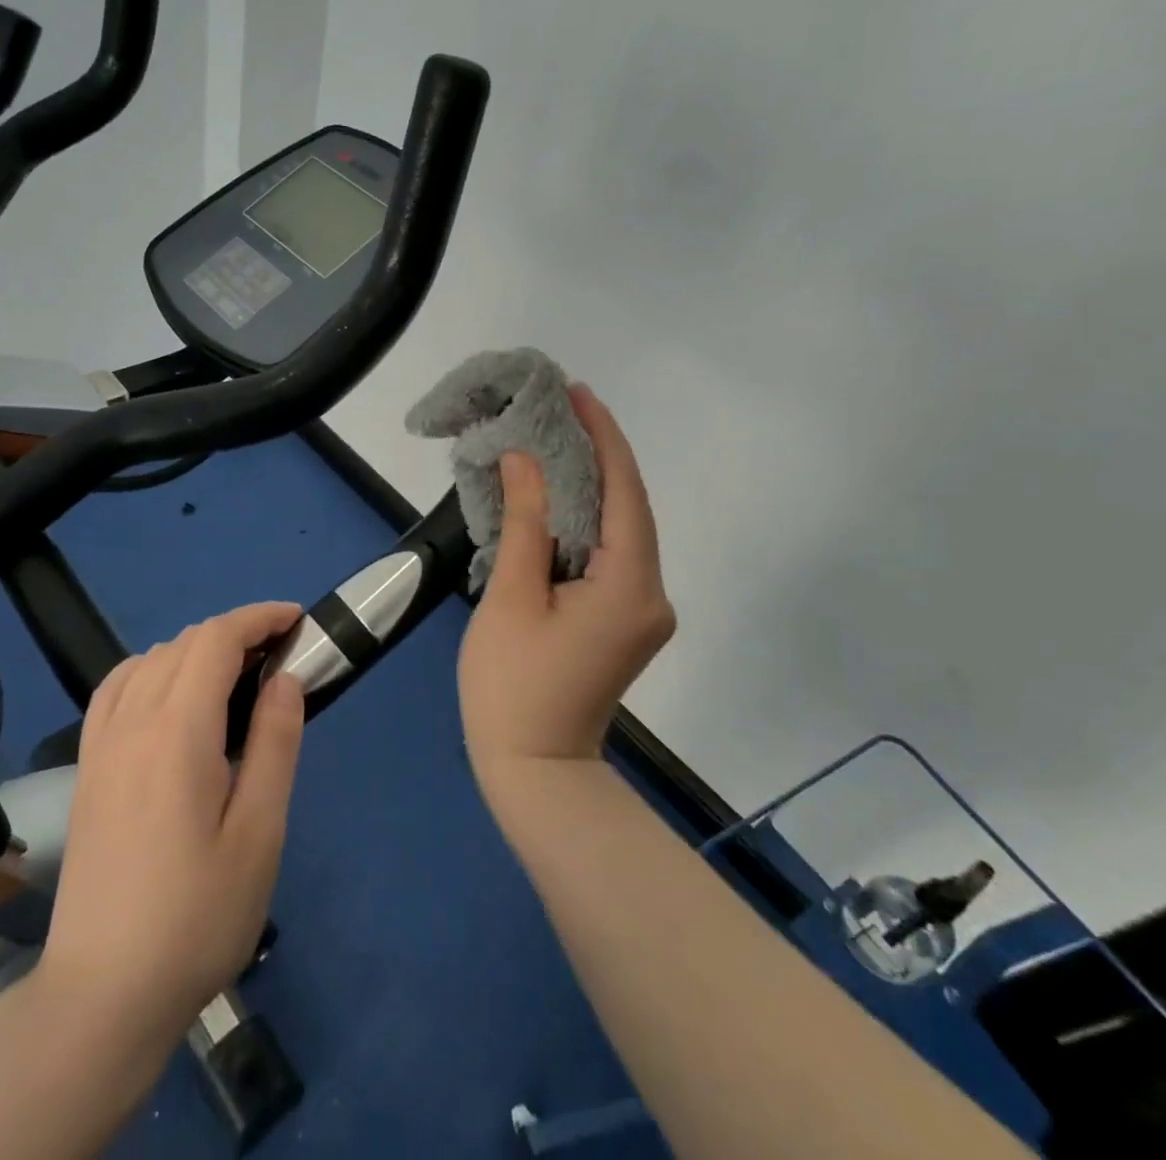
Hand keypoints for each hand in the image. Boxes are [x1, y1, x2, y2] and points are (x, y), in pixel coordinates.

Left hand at [40, 603, 305, 1039]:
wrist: (104, 993)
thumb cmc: (197, 915)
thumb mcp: (259, 833)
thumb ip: (275, 743)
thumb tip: (285, 678)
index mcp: (177, 731)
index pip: (216, 640)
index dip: (259, 618)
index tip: (296, 621)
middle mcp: (132, 721)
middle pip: (184, 643)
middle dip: (235, 632)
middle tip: (280, 657)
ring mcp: (101, 744)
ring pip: (149, 659)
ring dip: (196, 648)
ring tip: (234, 675)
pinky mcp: (87, 768)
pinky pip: (116, 688)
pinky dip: (151, 669)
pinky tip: (169, 696)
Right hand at [459, 386, 675, 782]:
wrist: (534, 771)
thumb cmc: (513, 686)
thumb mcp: (512, 596)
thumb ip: (525, 522)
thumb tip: (526, 459)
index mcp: (630, 586)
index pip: (626, 492)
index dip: (604, 438)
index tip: (578, 394)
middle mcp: (652, 594)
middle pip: (630, 508)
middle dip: (598, 456)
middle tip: (560, 410)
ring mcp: (643, 611)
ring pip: (621, 531)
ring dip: (592, 487)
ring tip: (555, 442)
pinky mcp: (625, 622)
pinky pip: (611, 555)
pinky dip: (587, 522)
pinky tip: (558, 500)